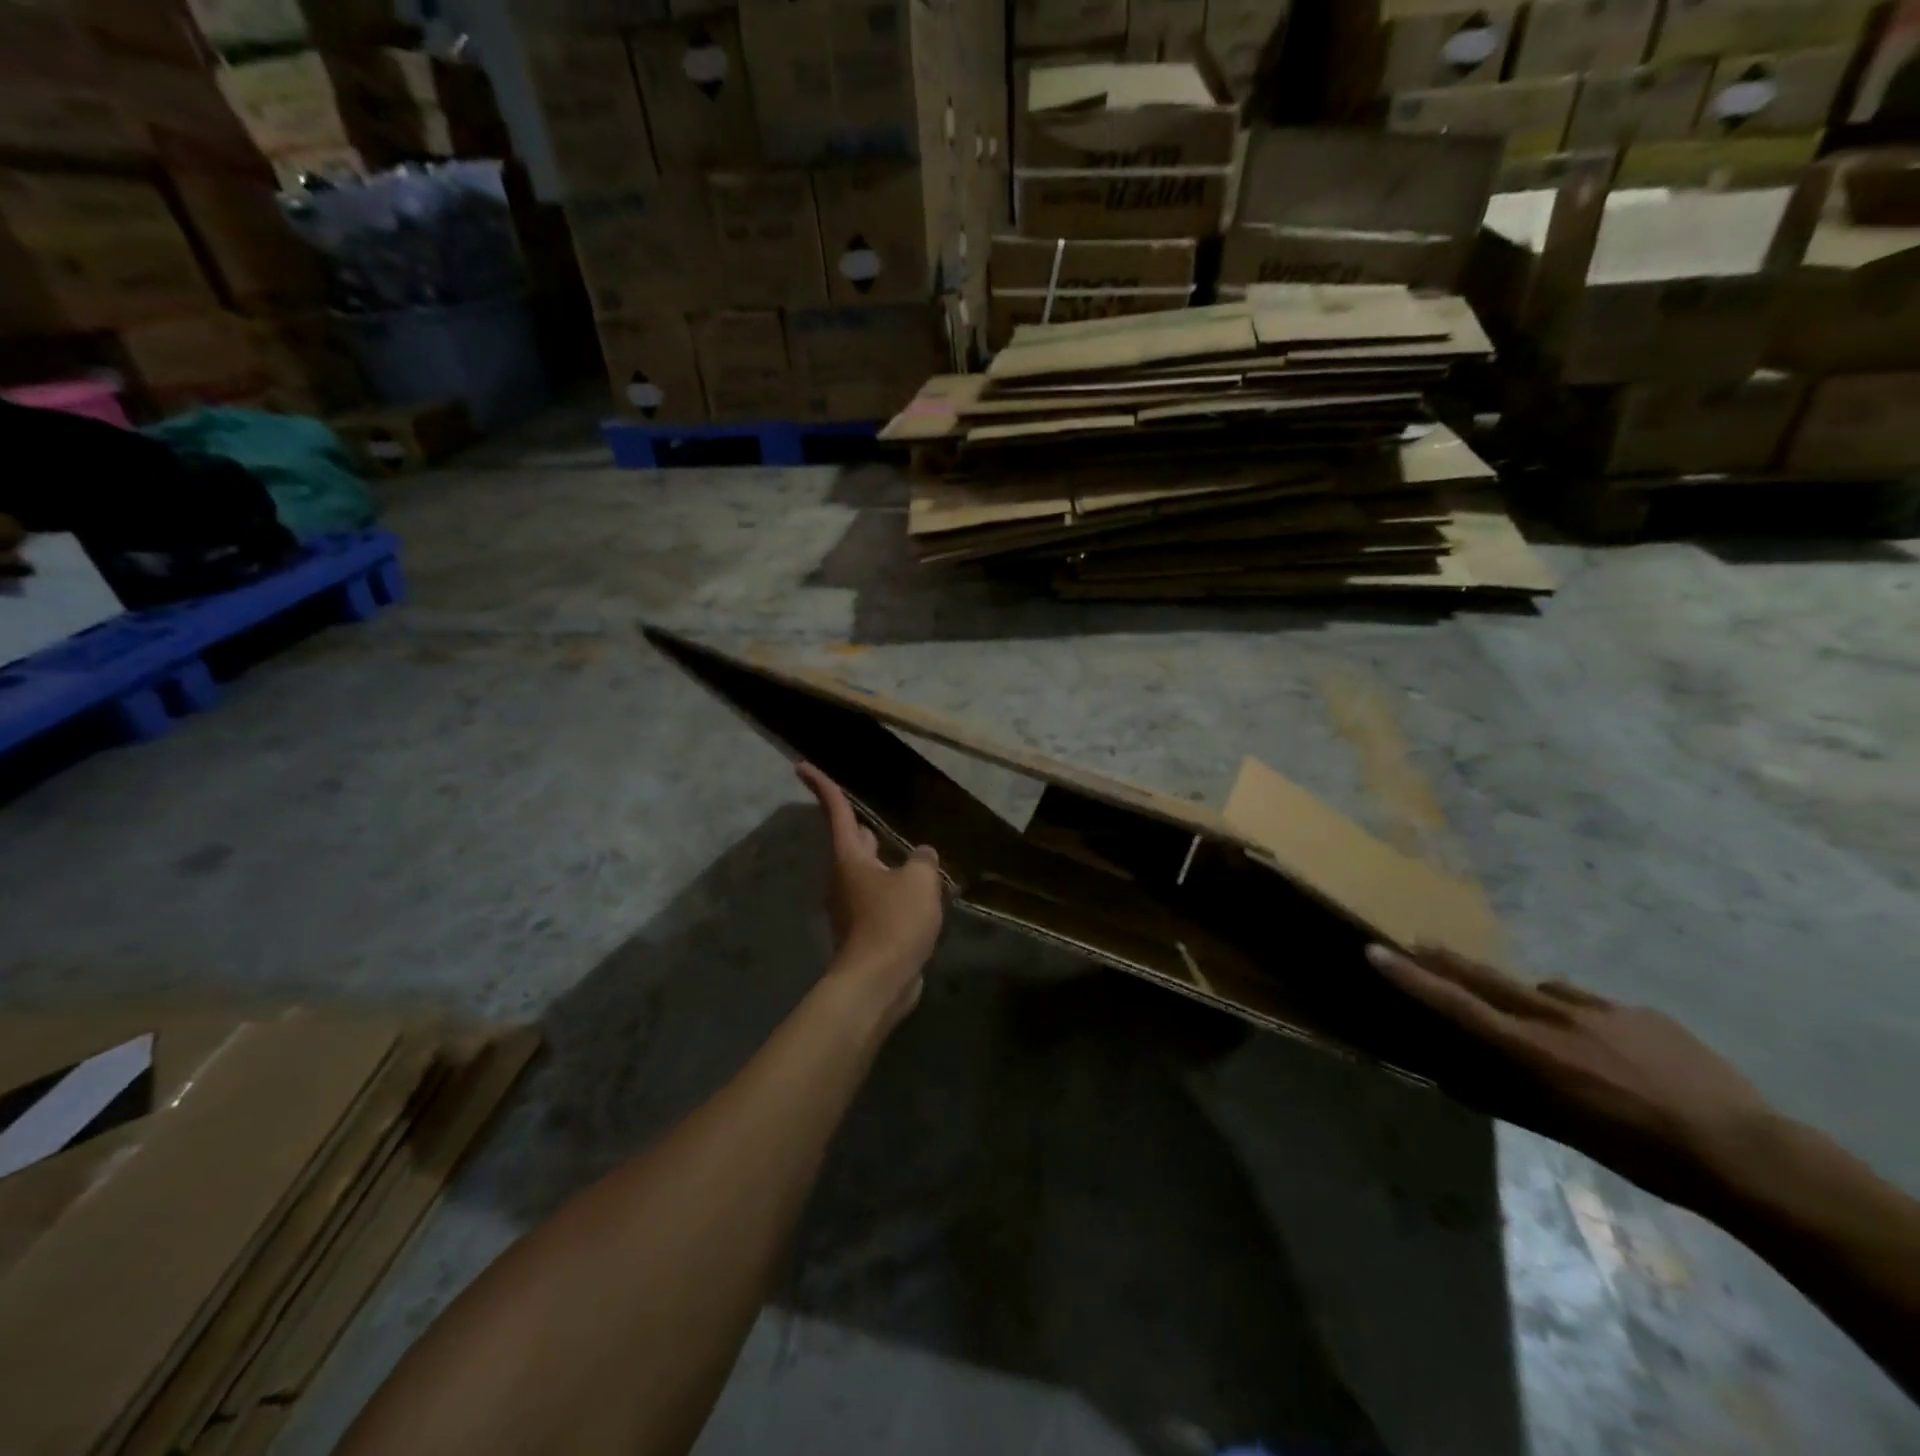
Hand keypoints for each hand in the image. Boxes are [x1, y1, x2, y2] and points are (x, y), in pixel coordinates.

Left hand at [798, 762, 944, 1029]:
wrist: (878, 982)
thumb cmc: (893, 923)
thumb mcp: (919, 882)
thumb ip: (922, 860)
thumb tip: (921, 854)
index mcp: (851, 858)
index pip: (836, 811)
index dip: (822, 785)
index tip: (801, 766)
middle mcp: (845, 878)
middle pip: (853, 842)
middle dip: (861, 826)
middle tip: (874, 813)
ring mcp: (852, 906)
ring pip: (870, 872)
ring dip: (887, 863)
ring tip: (918, 859)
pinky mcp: (864, 930)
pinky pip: (880, 899)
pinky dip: (895, 891)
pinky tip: (920, 896)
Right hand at [1368, 943, 1773, 1211]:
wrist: (1749, 1154)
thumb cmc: (1644, 1155)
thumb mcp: (1569, 1130)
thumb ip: (1521, 1092)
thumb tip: (1477, 1077)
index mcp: (1534, 1050)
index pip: (1456, 1005)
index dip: (1412, 978)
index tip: (1376, 950)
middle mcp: (1557, 1018)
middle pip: (1489, 979)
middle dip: (1449, 961)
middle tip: (1420, 942)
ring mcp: (1603, 1010)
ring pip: (1547, 992)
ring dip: (1533, 1001)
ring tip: (1546, 1024)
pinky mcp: (1643, 1014)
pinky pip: (1599, 1007)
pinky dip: (1590, 1020)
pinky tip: (1617, 1050)